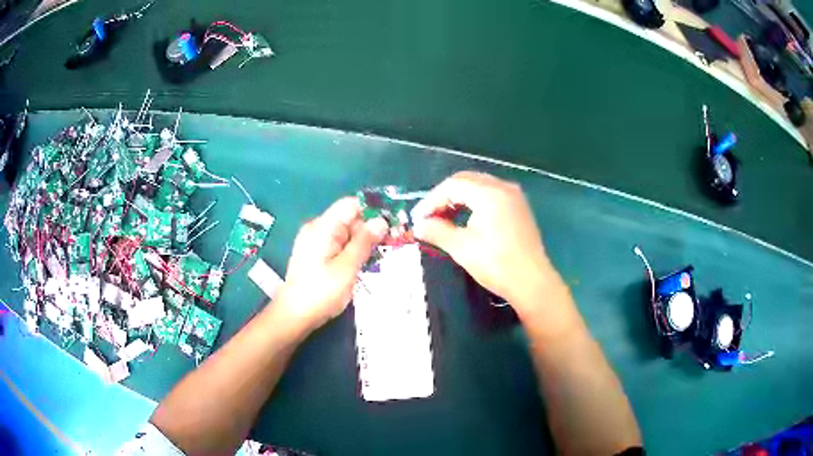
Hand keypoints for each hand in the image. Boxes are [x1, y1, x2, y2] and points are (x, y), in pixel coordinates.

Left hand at [276, 197, 387, 332]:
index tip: (393, 222)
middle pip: (349, 219)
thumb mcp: (347, 267)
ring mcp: (315, 243)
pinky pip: (339, 245)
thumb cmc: (321, 292)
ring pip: (346, 234)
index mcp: (322, 227)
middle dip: (371, 228)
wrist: (295, 316)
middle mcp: (317, 230)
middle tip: (393, 242)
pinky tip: (366, 263)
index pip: (350, 205)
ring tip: (383, 255)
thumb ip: (364, 242)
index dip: (372, 210)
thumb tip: (381, 221)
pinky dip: (353, 251)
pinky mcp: (316, 256)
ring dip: (364, 242)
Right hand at [412, 172, 560, 314]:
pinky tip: (466, 218)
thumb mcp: (461, 247)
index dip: (431, 200)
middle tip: (429, 216)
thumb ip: (437, 231)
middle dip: (444, 196)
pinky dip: (474, 202)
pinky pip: (491, 195)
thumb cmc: (496, 264)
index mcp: (489, 193)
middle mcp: (503, 187)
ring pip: (479, 186)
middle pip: (466, 181)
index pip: (452, 185)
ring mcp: (514, 196)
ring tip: (444, 218)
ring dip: (459, 198)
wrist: (532, 282)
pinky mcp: (519, 208)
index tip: (418, 218)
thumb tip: (419, 225)